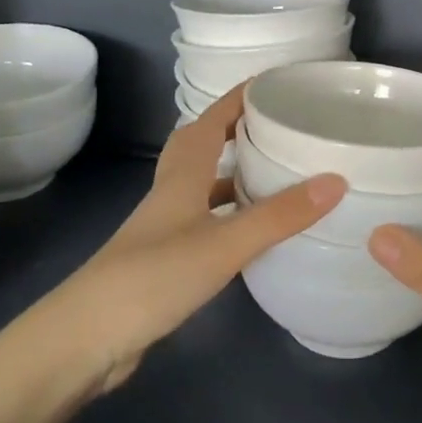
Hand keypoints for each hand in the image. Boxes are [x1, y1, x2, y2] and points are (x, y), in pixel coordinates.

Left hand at [52, 85, 344, 394]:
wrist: (86, 340)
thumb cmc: (153, 277)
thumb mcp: (224, 244)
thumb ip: (278, 215)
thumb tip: (336, 180)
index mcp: (182, 177)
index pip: (210, 120)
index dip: (237, 97)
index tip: (272, 82)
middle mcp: (171, 194)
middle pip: (198, 145)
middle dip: (232, 128)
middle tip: (272, 124)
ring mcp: (164, 229)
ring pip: (200, 185)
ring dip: (230, 171)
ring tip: (271, 171)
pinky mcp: (164, 261)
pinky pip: (204, 220)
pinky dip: (227, 214)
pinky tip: (249, 231)